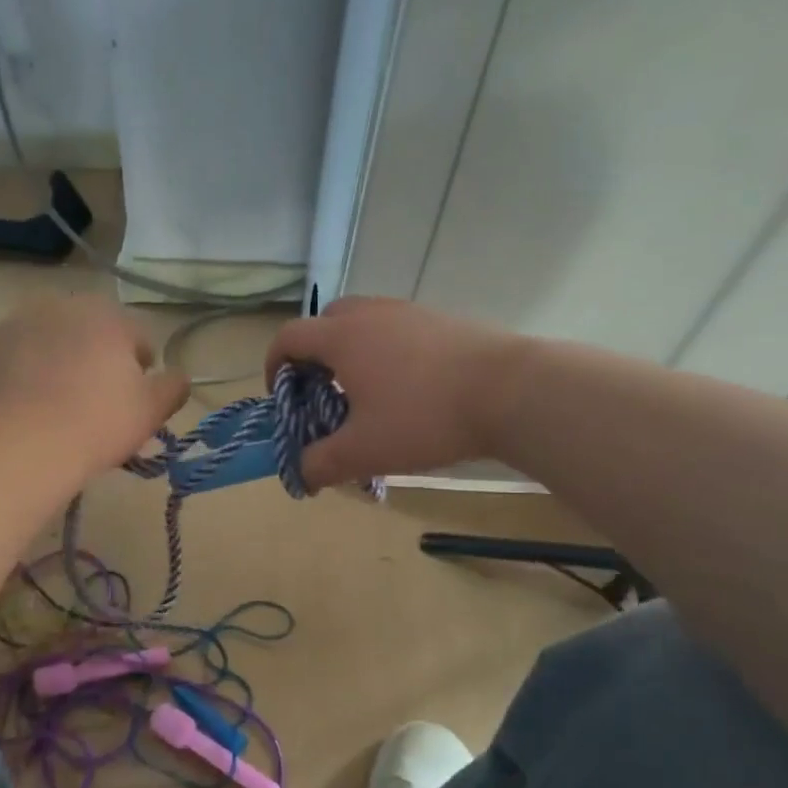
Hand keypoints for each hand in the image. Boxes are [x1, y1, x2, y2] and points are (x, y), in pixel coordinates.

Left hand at [0, 295, 189, 475]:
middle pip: (91, 336)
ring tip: (60, 410)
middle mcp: (61, 306)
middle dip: (97, 363)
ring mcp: (17, 325)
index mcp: (107, 314)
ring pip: (52, 346)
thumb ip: (173, 387)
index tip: (135, 403)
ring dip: (60, 367)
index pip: (137, 339)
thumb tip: (179, 377)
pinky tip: (30, 412)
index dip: (142, 372)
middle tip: (97, 407)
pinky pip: (19, 363)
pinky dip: (27, 379)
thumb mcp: (151, 410)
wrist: (19, 443)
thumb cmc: (97, 422)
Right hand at [265, 297, 511, 487]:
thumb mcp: (364, 450)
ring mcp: (410, 312)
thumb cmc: (423, 417)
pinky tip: (409, 389)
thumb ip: (321, 463)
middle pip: (325, 322)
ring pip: (365, 322)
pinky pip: (398, 329)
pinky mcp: (443, 320)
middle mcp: (371, 314)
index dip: (274, 364)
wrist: (512, 391)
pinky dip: (387, 351)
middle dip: (314, 355)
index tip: (281, 395)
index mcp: (342, 337)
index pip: (289, 337)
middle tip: (323, 391)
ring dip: (353, 352)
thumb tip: (302, 475)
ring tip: (367, 393)